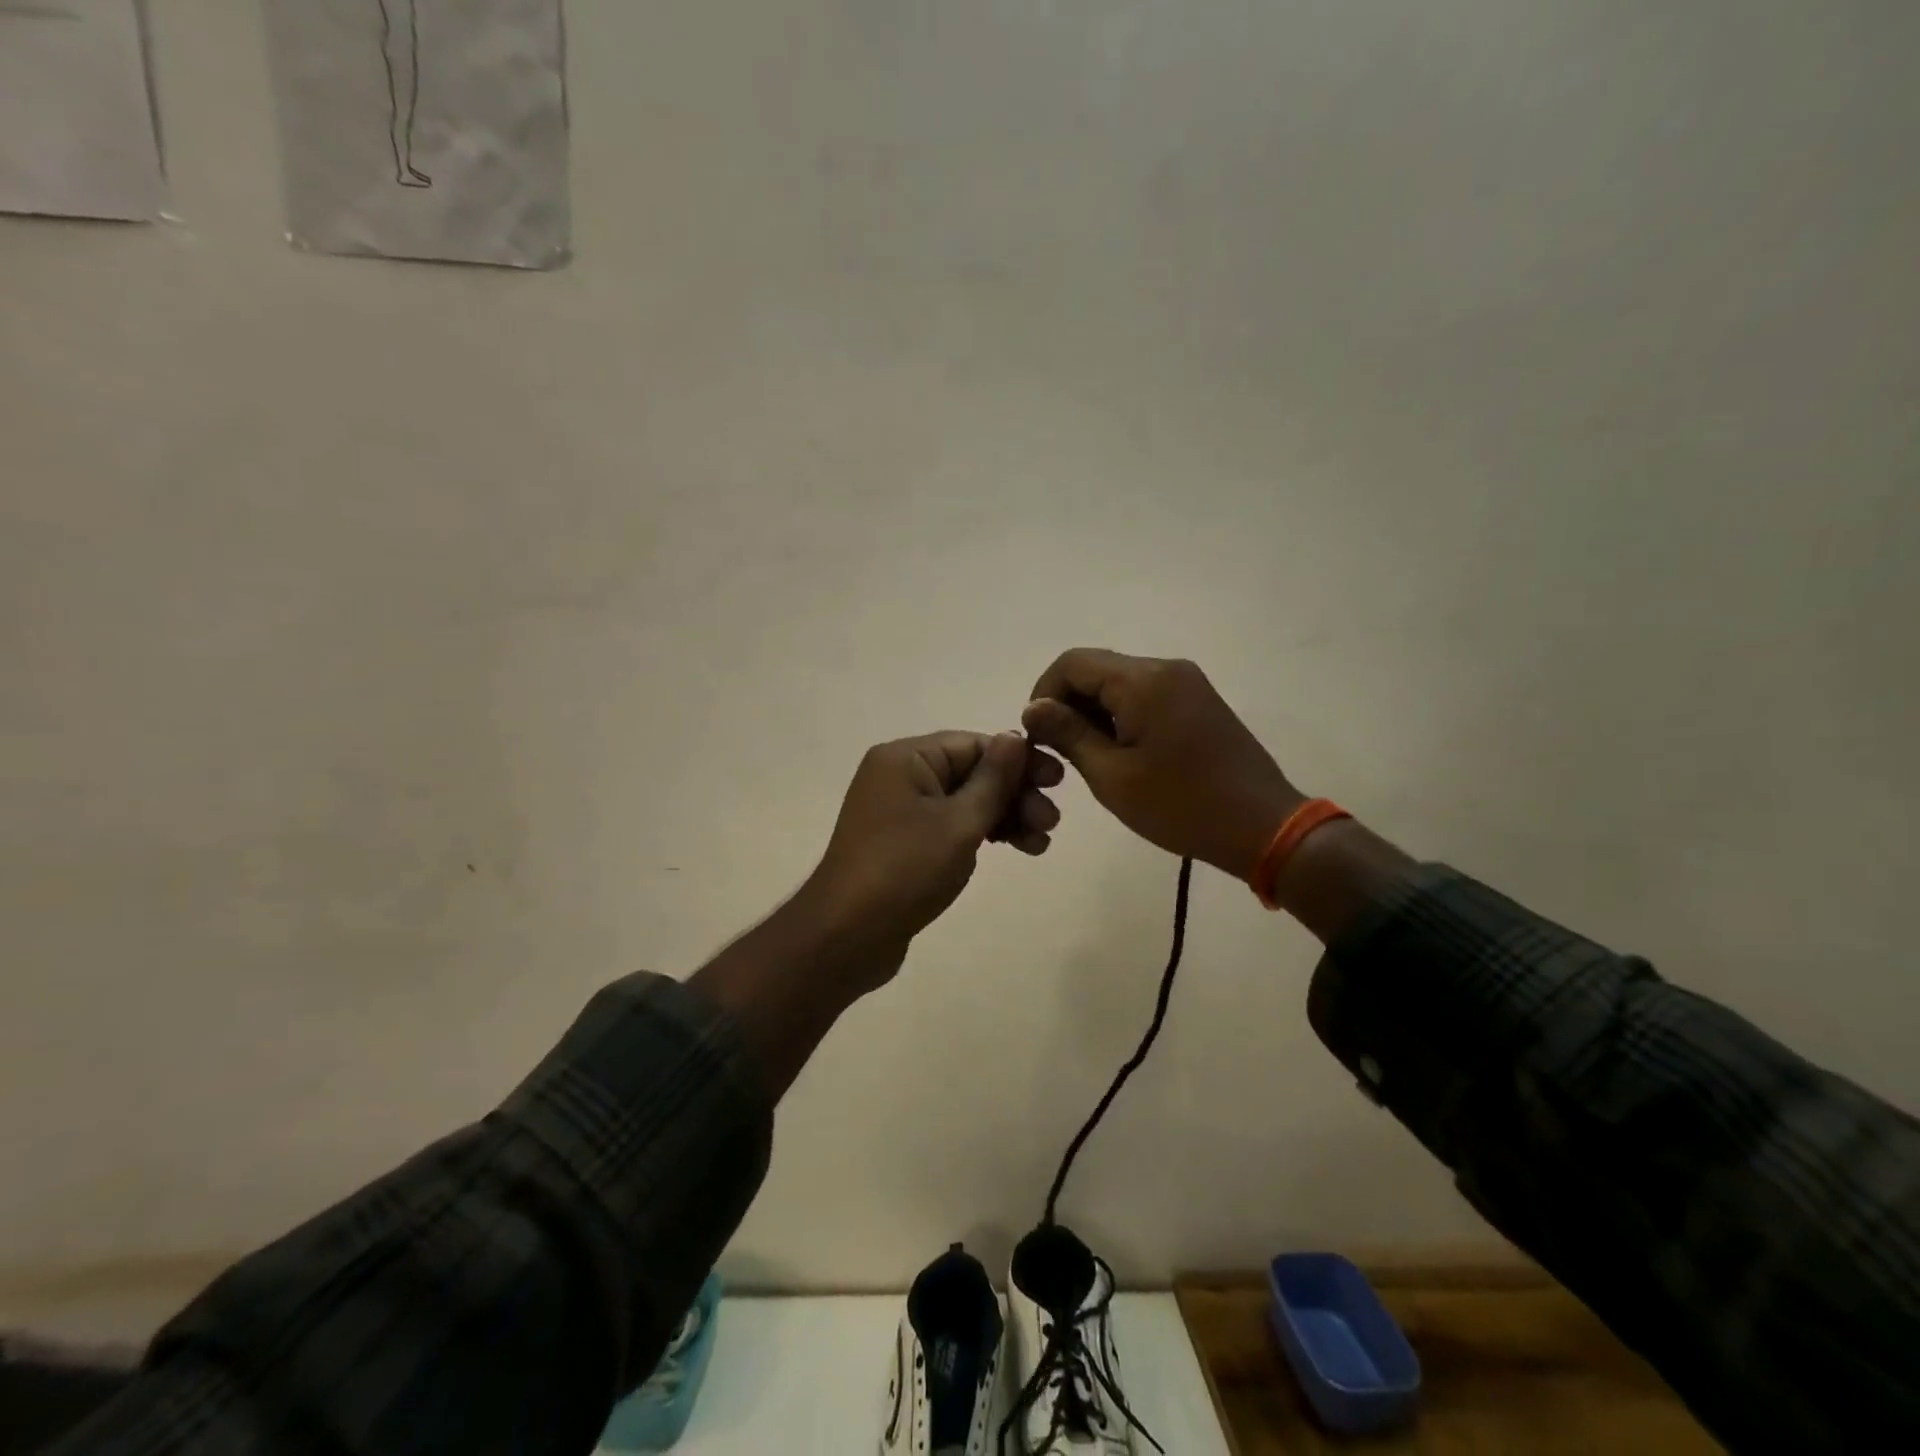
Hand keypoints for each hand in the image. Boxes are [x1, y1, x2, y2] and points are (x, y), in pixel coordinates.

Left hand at [795, 731, 1063, 991]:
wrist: (847, 936)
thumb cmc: (905, 870)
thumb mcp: (959, 823)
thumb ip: (993, 779)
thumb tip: (1015, 736)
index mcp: (906, 758)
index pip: (974, 744)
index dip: (1018, 761)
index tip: (1057, 782)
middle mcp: (899, 775)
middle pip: (971, 772)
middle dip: (1015, 794)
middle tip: (1051, 822)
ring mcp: (899, 810)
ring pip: (964, 802)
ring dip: (1004, 817)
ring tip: (1040, 844)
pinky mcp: (903, 842)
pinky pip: (950, 825)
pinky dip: (980, 835)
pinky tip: (1012, 849)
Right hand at [1022, 648, 1302, 879]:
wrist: (1262, 826)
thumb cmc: (1181, 805)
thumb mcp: (1112, 776)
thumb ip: (1068, 734)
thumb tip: (1033, 708)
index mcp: (1143, 681)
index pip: (1072, 663)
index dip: (1044, 694)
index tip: (1038, 737)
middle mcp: (1165, 668)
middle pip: (1096, 668)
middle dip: (1068, 704)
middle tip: (1061, 753)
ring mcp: (1186, 682)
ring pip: (1119, 682)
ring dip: (1094, 711)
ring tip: (1090, 758)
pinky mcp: (1198, 700)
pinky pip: (1145, 694)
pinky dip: (1121, 715)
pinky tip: (1122, 753)